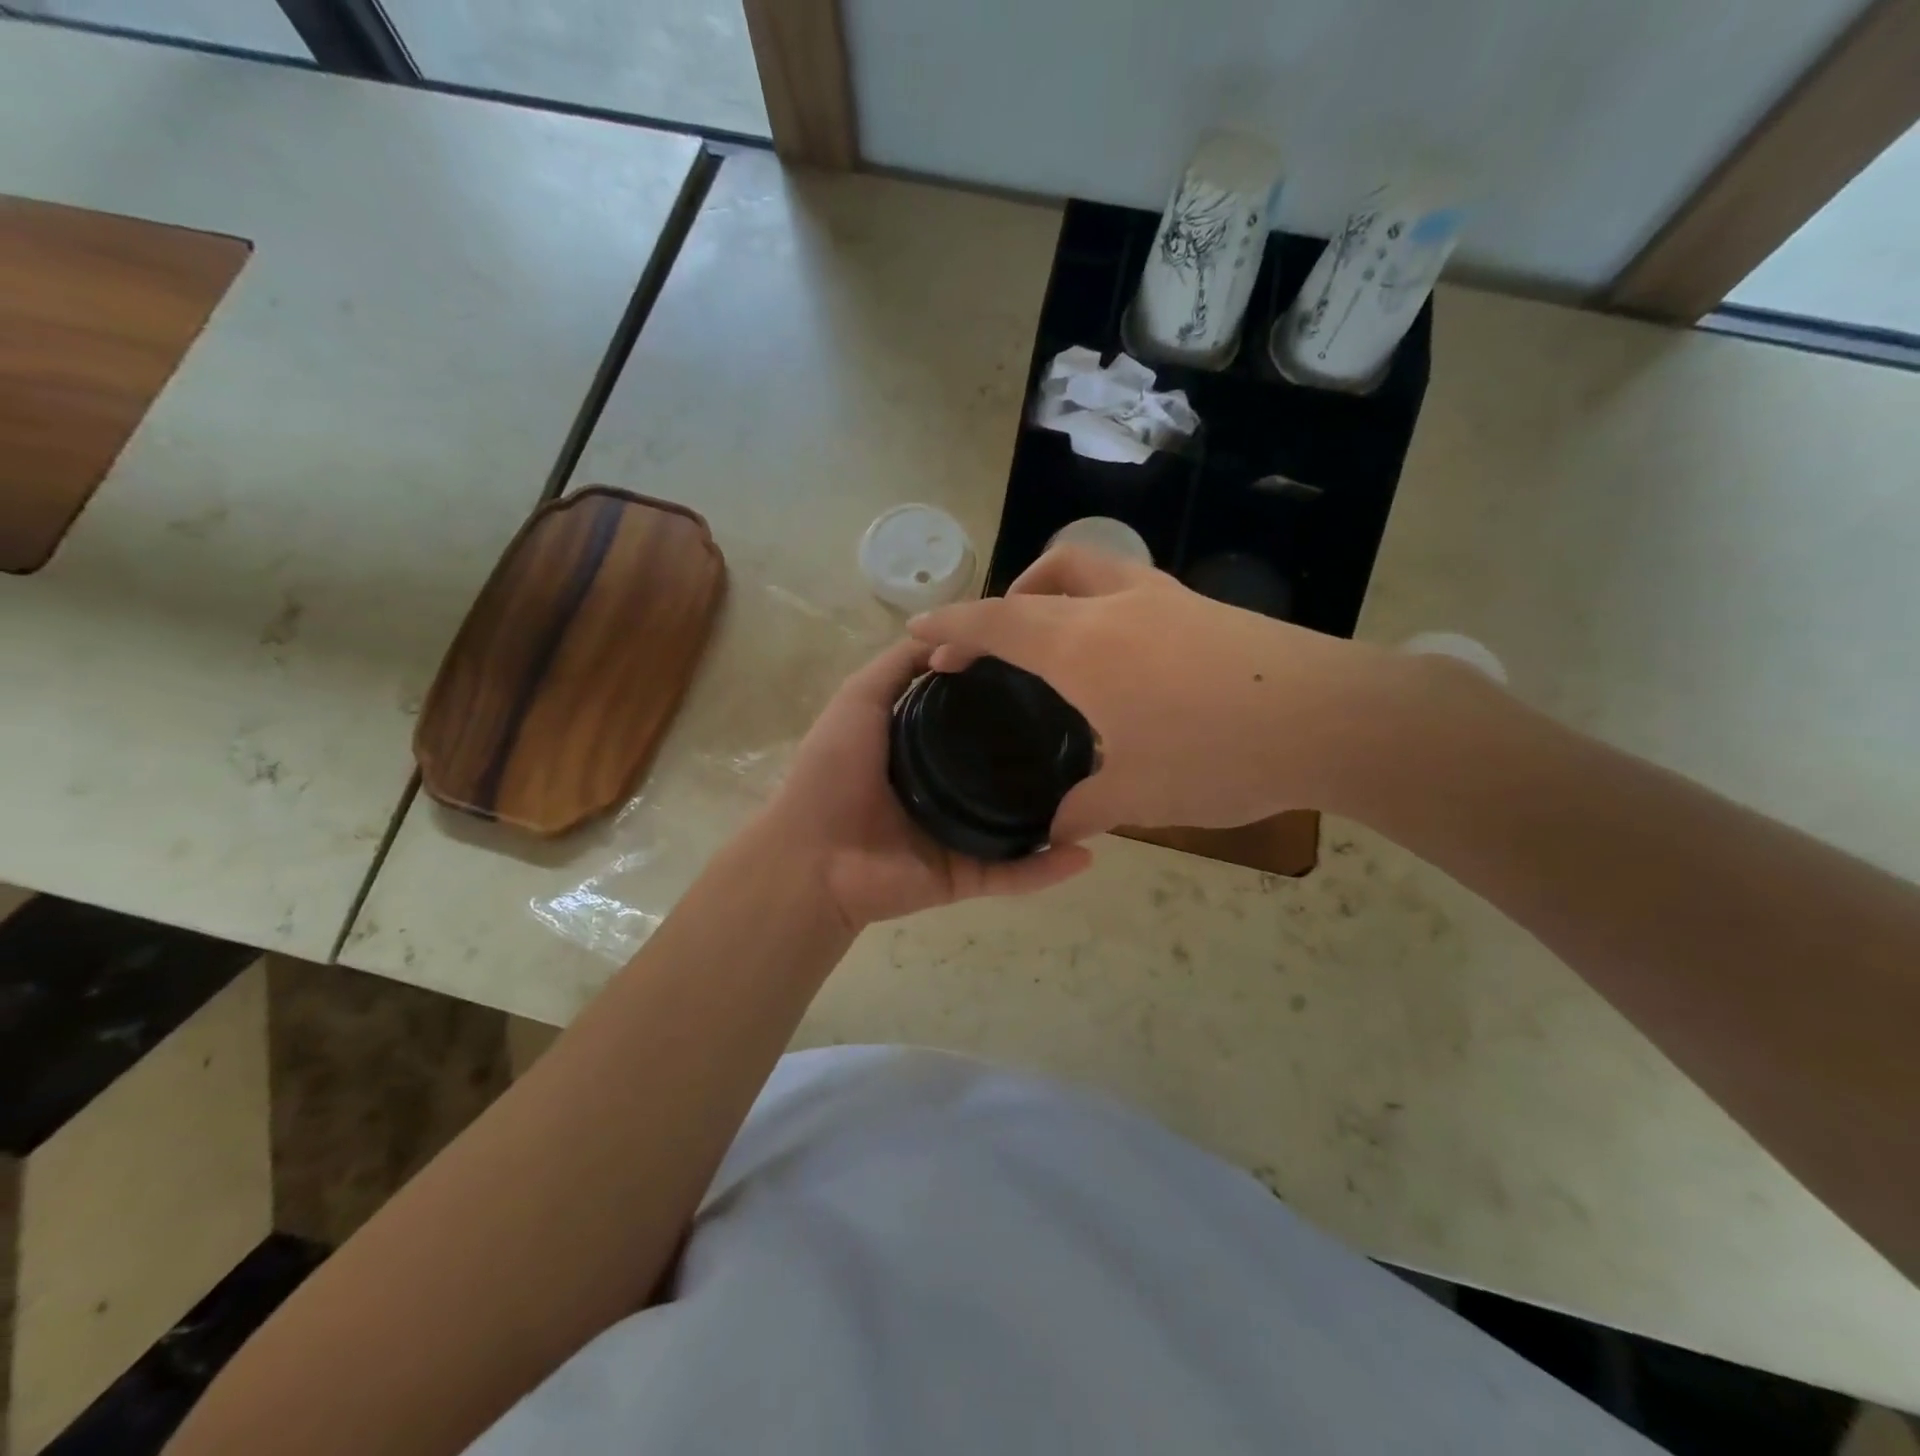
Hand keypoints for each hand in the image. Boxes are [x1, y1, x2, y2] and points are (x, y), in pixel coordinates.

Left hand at [760, 639, 1091, 931]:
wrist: (811, 857)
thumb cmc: (832, 772)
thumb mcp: (860, 700)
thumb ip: (897, 668)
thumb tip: (944, 632)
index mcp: (926, 750)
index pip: (981, 722)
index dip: (1013, 701)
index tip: (1057, 678)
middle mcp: (950, 789)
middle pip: (1007, 772)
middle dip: (1047, 759)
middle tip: (1097, 737)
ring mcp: (961, 835)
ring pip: (1021, 824)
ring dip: (1061, 815)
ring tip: (1107, 793)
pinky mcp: (966, 876)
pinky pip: (1014, 874)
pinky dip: (1048, 869)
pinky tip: (1086, 854)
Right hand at [908, 546, 1398, 840]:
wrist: (1338, 718)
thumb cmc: (1220, 754)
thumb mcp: (1138, 795)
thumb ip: (1082, 809)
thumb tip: (1050, 831)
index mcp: (1083, 645)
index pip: (997, 622)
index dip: (951, 624)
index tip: (920, 630)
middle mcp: (1119, 605)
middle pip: (1050, 570)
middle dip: (1010, 594)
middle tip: (998, 636)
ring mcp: (1169, 598)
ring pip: (1098, 567)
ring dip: (1062, 590)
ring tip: (1058, 639)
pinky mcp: (1208, 608)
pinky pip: (1135, 591)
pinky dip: (1106, 608)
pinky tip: (1125, 661)